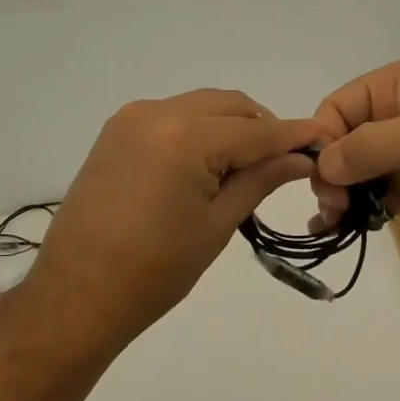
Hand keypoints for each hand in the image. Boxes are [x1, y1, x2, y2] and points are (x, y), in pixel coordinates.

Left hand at [32, 90, 321, 343]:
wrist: (76, 294)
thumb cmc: (154, 270)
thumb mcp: (218, 224)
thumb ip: (261, 179)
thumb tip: (301, 158)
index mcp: (186, 136)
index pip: (256, 130)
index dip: (293, 135)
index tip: (323, 139)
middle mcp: (157, 113)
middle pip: (229, 106)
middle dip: (262, 127)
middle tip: (284, 162)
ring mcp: (131, 119)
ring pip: (201, 106)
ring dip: (230, 127)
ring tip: (245, 168)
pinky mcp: (116, 131)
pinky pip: (173, 116)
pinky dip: (198, 130)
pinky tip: (207, 164)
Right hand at [311, 60, 399, 224]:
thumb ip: (373, 147)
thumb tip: (322, 166)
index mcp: (393, 88)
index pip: (336, 109)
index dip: (321, 140)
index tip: (320, 177)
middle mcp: (393, 117)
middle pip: (342, 143)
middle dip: (330, 173)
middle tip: (333, 206)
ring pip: (357, 173)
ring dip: (341, 195)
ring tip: (331, 224)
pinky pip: (379, 196)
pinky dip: (361, 212)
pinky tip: (341, 230)